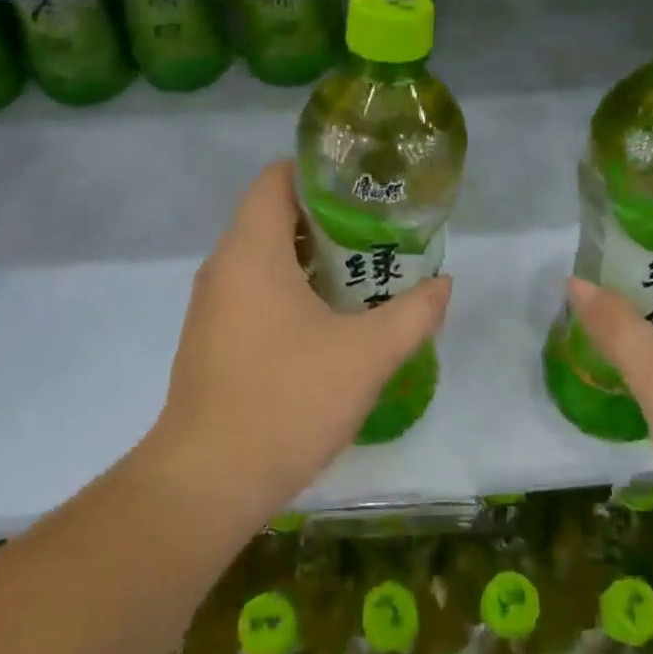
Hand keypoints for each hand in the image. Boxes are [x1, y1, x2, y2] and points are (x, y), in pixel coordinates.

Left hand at [140, 161, 451, 529]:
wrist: (209, 480)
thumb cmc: (288, 400)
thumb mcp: (367, 355)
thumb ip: (413, 314)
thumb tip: (443, 284)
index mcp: (252, 250)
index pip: (278, 177)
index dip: (323, 172)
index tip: (366, 188)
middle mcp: (224, 265)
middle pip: (274, 214)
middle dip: (328, 218)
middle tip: (379, 231)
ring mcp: (213, 303)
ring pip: (265, 255)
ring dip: (312, 257)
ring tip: (364, 272)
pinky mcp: (212, 336)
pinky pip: (254, 289)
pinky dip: (291, 287)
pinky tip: (329, 318)